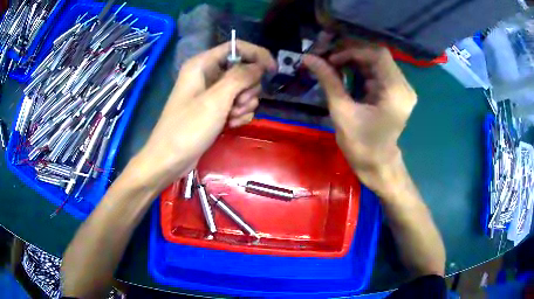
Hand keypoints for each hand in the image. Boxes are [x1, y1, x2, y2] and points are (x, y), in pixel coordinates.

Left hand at [130, 41, 275, 191]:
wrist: (170, 160)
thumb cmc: (188, 128)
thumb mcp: (216, 100)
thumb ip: (240, 77)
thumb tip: (259, 66)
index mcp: (203, 64)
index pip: (236, 48)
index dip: (257, 55)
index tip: (273, 70)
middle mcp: (208, 75)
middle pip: (243, 70)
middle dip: (247, 88)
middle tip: (238, 104)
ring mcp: (212, 93)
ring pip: (243, 90)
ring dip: (244, 105)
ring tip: (231, 118)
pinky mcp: (215, 109)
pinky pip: (237, 105)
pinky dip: (239, 115)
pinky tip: (230, 125)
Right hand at [302, 41, 415, 192]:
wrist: (377, 165)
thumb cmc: (361, 144)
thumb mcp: (342, 111)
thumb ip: (328, 80)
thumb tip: (308, 58)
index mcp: (395, 91)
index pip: (378, 55)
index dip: (353, 51)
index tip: (332, 59)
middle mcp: (404, 86)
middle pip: (379, 57)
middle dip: (353, 54)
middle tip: (330, 59)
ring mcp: (402, 90)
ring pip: (378, 63)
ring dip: (356, 61)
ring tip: (335, 65)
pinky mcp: (396, 93)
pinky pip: (379, 73)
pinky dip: (362, 70)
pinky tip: (347, 74)